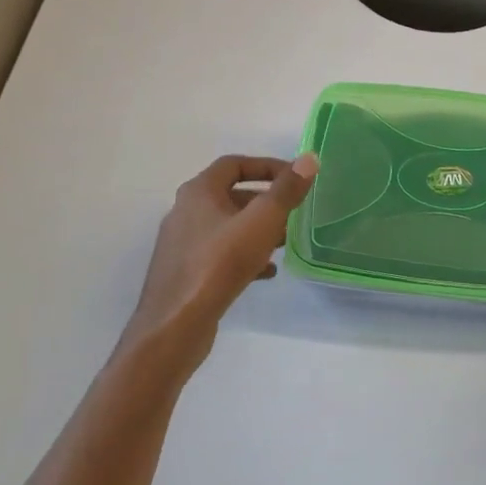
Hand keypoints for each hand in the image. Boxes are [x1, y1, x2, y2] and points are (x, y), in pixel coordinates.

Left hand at [121, 154, 317, 374]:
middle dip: (265, 202)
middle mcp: (184, 212)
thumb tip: (308, 159)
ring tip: (284, 242)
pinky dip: (244, 255)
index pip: (234, 164)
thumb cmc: (220, 263)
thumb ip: (286, 190)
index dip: (266, 166)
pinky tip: (266, 272)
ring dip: (256, 230)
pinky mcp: (185, 272)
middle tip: (292, 212)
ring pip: (227, 226)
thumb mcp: (262, 221)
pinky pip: (220, 253)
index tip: (293, 178)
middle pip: (230, 195)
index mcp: (198, 192)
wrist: (176, 325)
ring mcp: (182, 244)